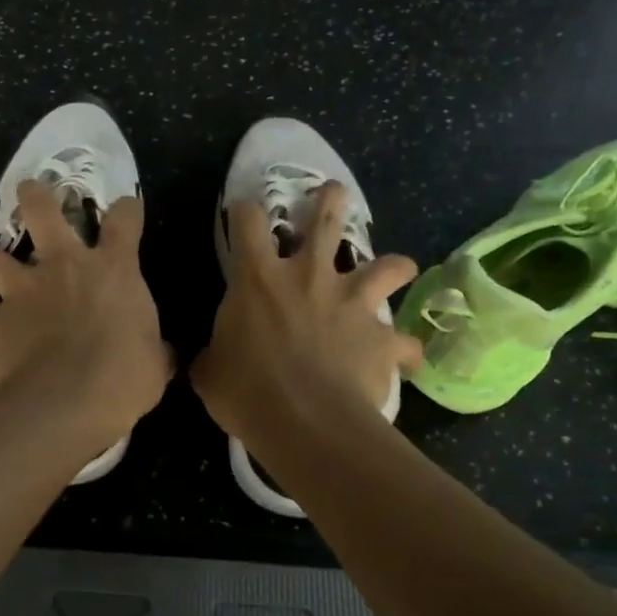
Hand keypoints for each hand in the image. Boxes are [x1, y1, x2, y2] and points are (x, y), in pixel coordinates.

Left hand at [0, 180, 171, 445]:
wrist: (69, 401)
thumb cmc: (124, 376)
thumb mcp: (155, 363)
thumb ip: (156, 351)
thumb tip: (164, 356)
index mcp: (112, 270)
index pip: (124, 219)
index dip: (126, 209)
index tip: (127, 210)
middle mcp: (63, 268)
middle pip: (41, 210)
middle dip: (34, 196)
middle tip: (30, 193)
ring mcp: (22, 293)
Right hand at [192, 182, 421, 439]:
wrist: (306, 423)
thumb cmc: (247, 392)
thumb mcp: (209, 372)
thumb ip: (212, 355)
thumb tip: (210, 359)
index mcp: (259, 278)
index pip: (247, 220)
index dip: (245, 211)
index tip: (245, 213)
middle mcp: (310, 276)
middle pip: (326, 218)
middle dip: (330, 200)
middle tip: (332, 193)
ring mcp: (352, 303)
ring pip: (386, 266)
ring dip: (394, 265)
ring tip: (398, 267)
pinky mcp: (382, 337)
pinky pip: (404, 342)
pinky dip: (405, 349)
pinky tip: (407, 359)